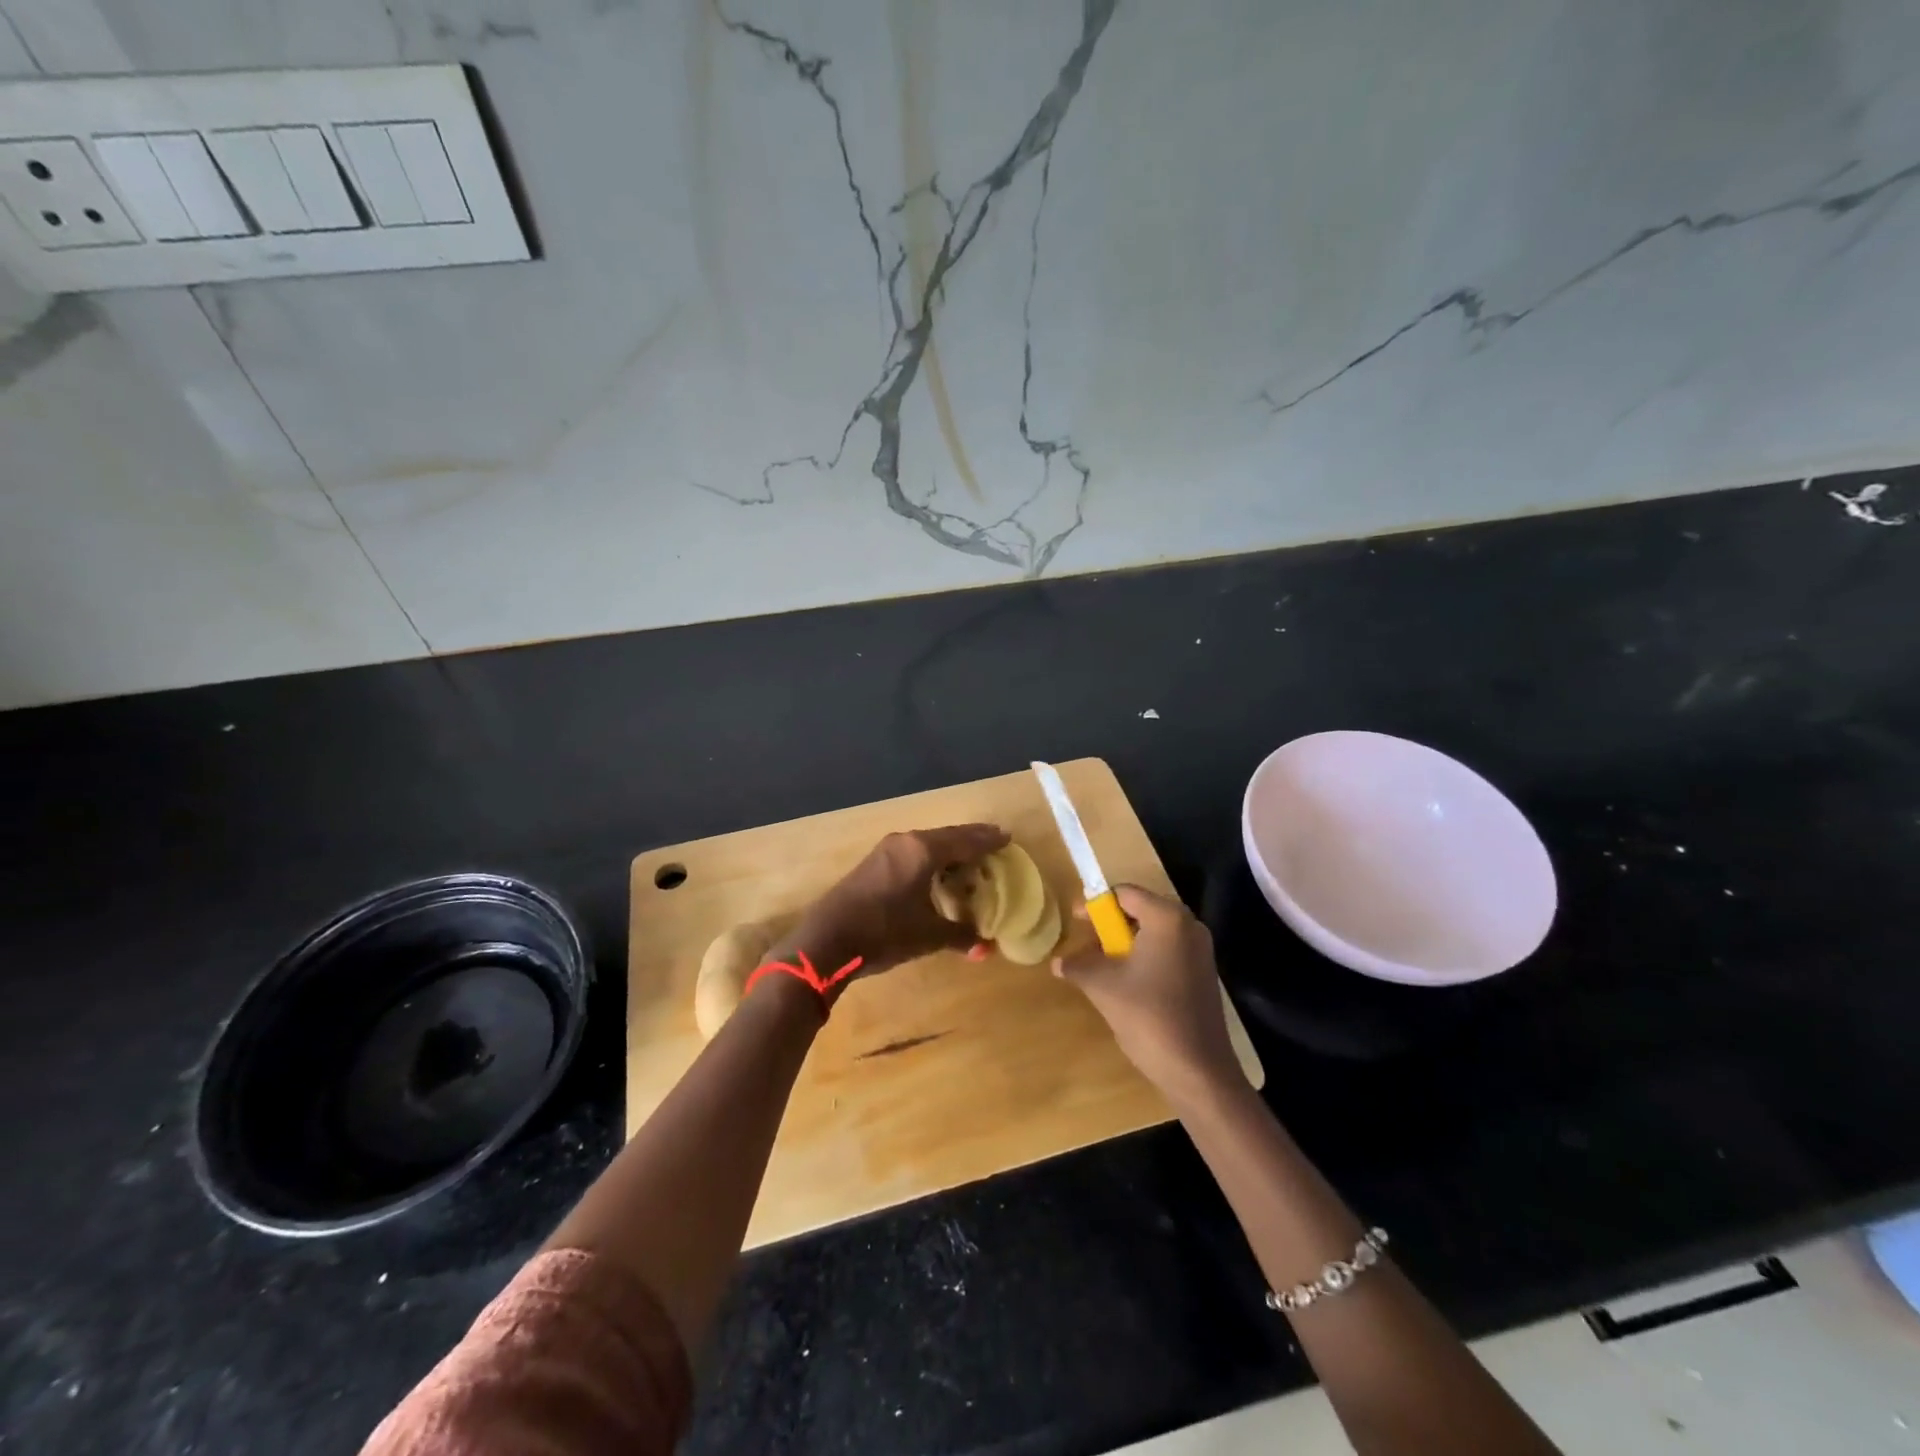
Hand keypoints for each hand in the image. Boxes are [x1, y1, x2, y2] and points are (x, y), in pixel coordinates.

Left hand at [780, 824, 1009, 992]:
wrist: (827, 940)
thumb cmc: (884, 932)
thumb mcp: (928, 935)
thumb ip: (960, 935)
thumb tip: (986, 948)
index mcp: (923, 850)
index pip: (965, 840)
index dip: (988, 840)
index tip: (1007, 837)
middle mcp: (906, 841)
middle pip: (947, 836)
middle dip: (971, 839)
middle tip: (994, 841)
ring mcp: (887, 850)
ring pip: (928, 842)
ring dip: (950, 848)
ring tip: (971, 857)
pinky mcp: (874, 863)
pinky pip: (913, 851)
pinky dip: (932, 857)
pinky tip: (937, 870)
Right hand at [1053, 884, 1240, 1102]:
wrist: (1198, 1071)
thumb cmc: (1149, 1016)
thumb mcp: (1103, 986)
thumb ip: (1078, 966)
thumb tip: (1057, 962)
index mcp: (1167, 918)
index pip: (1125, 893)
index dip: (1096, 904)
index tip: (1075, 920)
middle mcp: (1189, 926)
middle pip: (1141, 911)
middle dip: (1110, 926)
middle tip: (1086, 944)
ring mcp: (1200, 951)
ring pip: (1154, 934)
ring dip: (1125, 945)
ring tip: (1101, 967)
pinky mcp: (1203, 975)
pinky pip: (1167, 952)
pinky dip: (1143, 959)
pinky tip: (1126, 984)